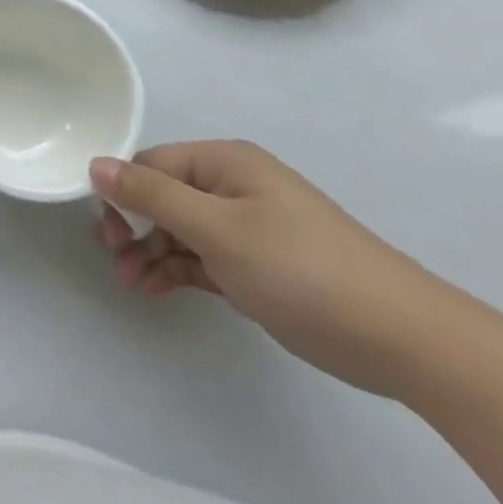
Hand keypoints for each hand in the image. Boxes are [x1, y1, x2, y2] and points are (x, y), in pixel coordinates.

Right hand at [91, 141, 445, 396]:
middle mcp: (234, 185)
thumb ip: (152, 195)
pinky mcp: (261, 264)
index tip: (108, 234)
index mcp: (224, 162)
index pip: (151, 164)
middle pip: (163, 196)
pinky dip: (179, 269)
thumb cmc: (302, 270)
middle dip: (135, 227)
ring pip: (181, 230)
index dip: (123, 195)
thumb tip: (95, 164)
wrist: (407, 341)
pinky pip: (204, 256)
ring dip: (153, 253)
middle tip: (117, 260)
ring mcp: (249, 225)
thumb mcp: (217, 230)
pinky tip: (158, 288)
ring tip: (133, 284)